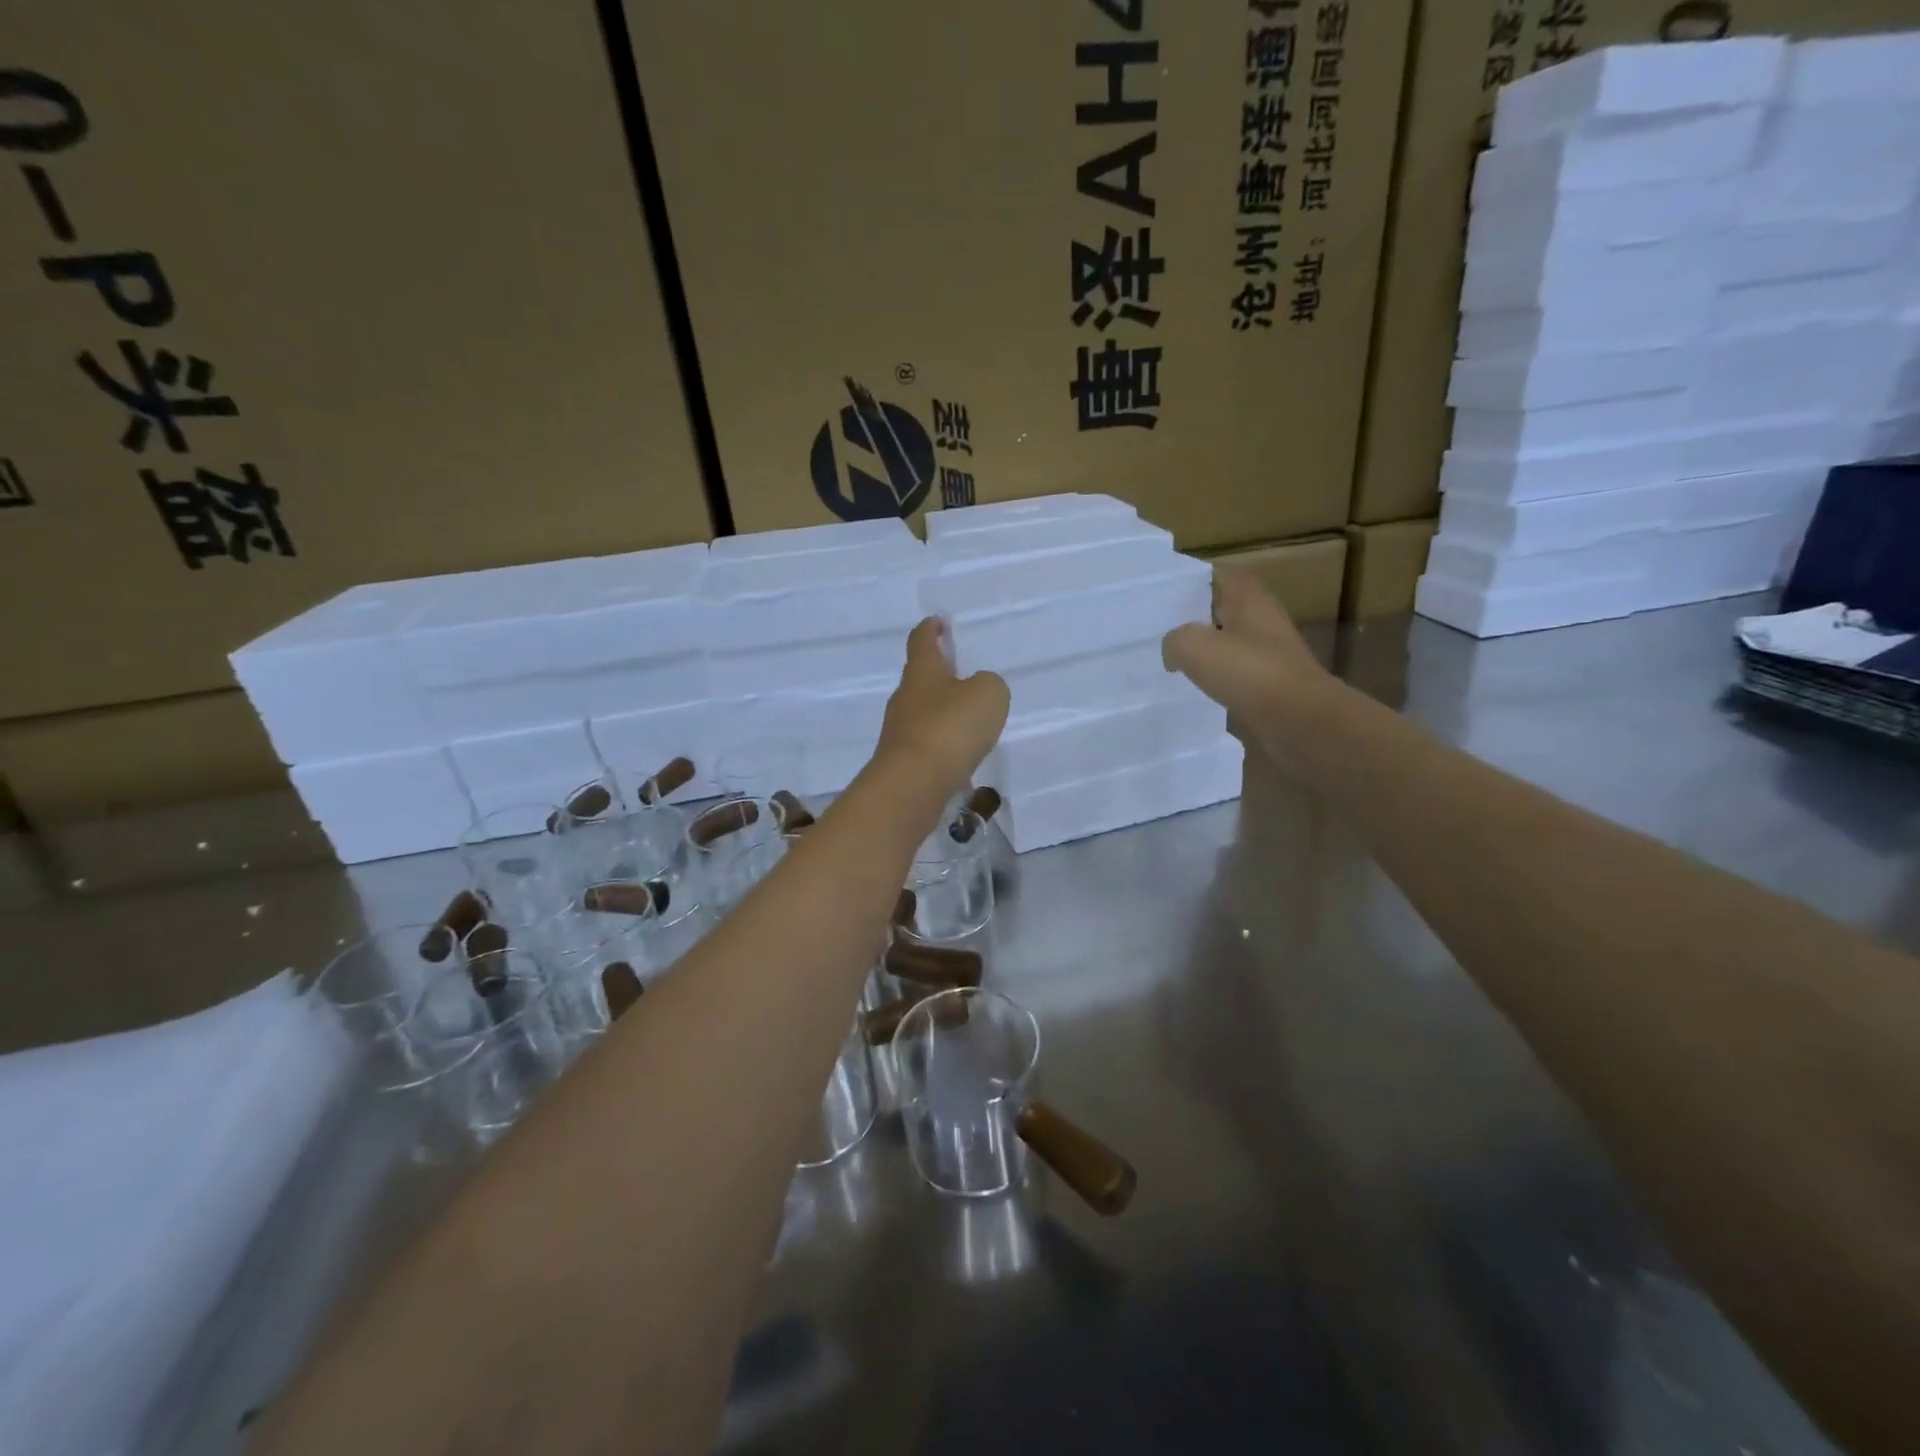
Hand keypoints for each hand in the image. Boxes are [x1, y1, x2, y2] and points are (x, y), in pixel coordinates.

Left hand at [873, 618, 1010, 800]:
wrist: (913, 784)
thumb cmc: (950, 727)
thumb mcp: (988, 694)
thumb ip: (989, 684)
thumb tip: (978, 690)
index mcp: (923, 671)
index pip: (922, 640)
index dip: (931, 629)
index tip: (938, 621)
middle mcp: (906, 697)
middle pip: (920, 677)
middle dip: (938, 672)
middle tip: (960, 671)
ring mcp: (900, 731)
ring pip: (923, 711)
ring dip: (942, 709)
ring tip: (966, 716)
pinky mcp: (903, 760)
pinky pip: (926, 742)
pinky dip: (942, 741)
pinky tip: (958, 752)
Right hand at [1162, 568, 1331, 734]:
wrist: (1299, 719)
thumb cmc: (1249, 672)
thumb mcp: (1193, 646)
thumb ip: (1174, 639)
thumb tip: (1173, 650)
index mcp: (1247, 596)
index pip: (1214, 574)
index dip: (1186, 581)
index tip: (1159, 595)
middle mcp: (1260, 617)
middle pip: (1218, 608)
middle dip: (1190, 616)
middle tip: (1156, 627)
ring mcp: (1267, 650)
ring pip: (1225, 640)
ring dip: (1201, 648)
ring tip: (1168, 658)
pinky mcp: (1268, 680)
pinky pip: (1233, 670)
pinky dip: (1214, 675)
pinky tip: (1193, 686)